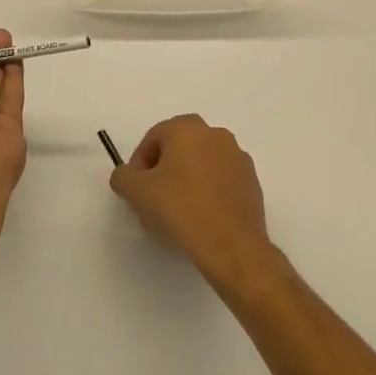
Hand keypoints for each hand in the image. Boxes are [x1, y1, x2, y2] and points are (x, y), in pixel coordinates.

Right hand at [110, 114, 275, 285]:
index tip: (136, 191)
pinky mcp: (252, 181)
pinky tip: (201, 218)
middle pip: (178, 149)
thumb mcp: (137, 192)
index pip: (152, 139)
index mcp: (187, 128)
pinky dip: (208, 191)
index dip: (139, 165)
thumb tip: (127, 175)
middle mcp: (214, 133)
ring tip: (178, 213)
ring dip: (186, 180)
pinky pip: (220, 180)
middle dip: (163, 171)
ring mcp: (237, 156)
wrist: (231, 246)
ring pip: (200, 164)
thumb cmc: (180, 210)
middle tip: (154, 200)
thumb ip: (123, 176)